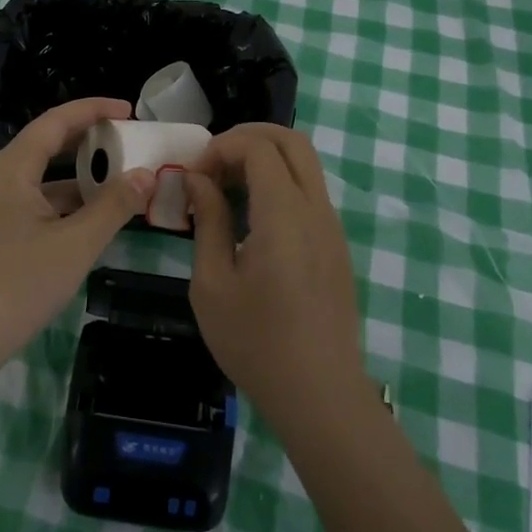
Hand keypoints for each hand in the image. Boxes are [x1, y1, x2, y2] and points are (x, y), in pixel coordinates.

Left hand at [0, 97, 153, 379]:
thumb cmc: (17, 285)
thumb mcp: (75, 245)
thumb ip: (114, 206)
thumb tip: (146, 175)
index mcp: (12, 168)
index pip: (56, 121)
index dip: (94, 110)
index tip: (130, 110)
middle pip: (47, 145)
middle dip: (89, 142)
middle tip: (130, 143)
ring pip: (42, 179)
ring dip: (80, 178)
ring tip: (121, 182)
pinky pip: (34, 203)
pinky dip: (65, 204)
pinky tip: (91, 220)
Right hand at [186, 124, 367, 420]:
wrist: (319, 393)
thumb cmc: (256, 342)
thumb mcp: (212, 283)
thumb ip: (208, 222)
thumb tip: (198, 181)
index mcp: (285, 215)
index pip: (258, 148)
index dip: (221, 148)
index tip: (194, 178)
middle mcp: (316, 210)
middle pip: (291, 140)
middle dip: (247, 138)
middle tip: (212, 164)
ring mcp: (332, 226)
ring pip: (304, 164)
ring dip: (264, 160)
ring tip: (226, 189)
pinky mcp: (336, 245)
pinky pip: (309, 192)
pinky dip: (279, 183)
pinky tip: (250, 218)